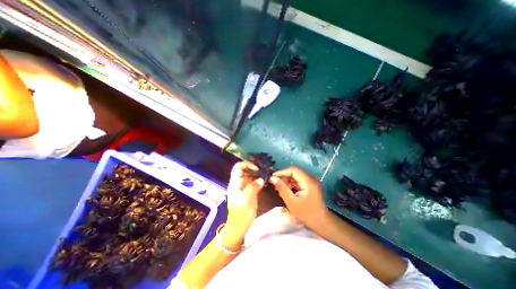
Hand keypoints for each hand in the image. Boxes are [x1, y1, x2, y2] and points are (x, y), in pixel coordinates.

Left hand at [226, 160, 262, 236]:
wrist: (239, 227)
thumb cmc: (241, 213)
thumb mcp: (246, 199)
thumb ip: (253, 187)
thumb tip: (261, 179)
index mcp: (235, 183)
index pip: (238, 167)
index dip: (247, 165)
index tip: (257, 168)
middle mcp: (239, 183)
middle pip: (245, 170)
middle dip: (254, 168)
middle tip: (264, 170)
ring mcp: (244, 187)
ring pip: (250, 176)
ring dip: (257, 174)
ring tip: (266, 174)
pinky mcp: (249, 191)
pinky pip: (254, 182)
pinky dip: (259, 180)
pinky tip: (265, 180)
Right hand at [271, 166, 330, 231]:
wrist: (321, 222)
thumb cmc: (306, 213)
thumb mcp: (291, 202)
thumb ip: (282, 189)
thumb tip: (273, 178)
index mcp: (308, 181)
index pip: (293, 169)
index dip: (282, 172)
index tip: (272, 177)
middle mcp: (311, 178)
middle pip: (294, 171)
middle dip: (284, 176)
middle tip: (275, 184)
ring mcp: (311, 180)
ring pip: (296, 175)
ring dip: (287, 180)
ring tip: (280, 188)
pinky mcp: (310, 184)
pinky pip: (299, 179)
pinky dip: (291, 183)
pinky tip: (286, 189)